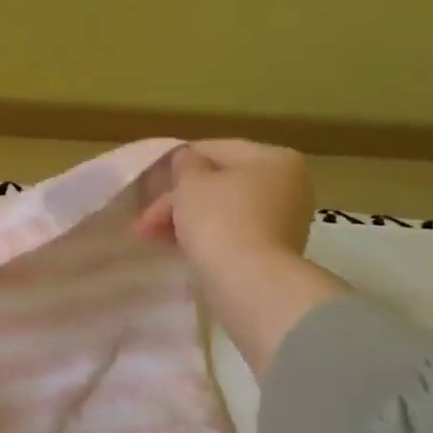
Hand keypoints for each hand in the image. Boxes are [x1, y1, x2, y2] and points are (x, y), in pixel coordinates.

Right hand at [134, 140, 317, 270]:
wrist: (248, 283)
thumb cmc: (219, 220)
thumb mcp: (190, 182)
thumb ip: (184, 163)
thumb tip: (186, 158)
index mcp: (273, 158)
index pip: (215, 149)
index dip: (177, 164)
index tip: (148, 183)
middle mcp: (287, 185)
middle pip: (219, 183)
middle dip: (177, 200)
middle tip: (144, 222)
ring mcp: (284, 221)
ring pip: (223, 210)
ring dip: (186, 220)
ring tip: (153, 237)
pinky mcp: (273, 251)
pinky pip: (232, 234)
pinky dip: (206, 237)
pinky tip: (180, 249)